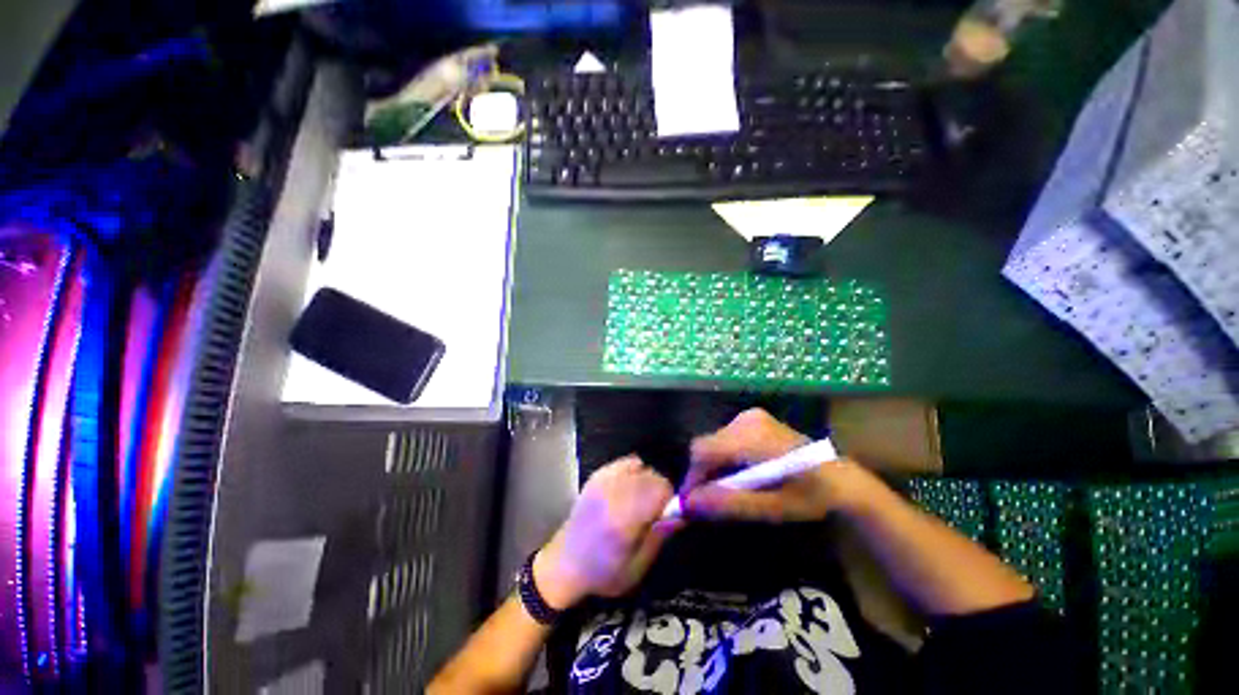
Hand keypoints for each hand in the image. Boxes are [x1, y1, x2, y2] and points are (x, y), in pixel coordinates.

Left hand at [533, 457, 678, 608]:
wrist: (564, 564)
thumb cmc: (603, 573)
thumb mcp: (636, 568)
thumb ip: (660, 537)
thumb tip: (681, 514)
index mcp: (623, 518)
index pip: (660, 489)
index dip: (670, 500)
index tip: (666, 515)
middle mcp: (613, 492)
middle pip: (652, 475)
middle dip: (659, 491)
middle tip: (653, 511)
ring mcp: (603, 480)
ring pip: (641, 467)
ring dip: (647, 481)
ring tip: (639, 500)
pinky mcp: (597, 475)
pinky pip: (625, 462)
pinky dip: (634, 471)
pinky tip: (629, 488)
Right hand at [682, 408, 874, 522]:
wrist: (842, 480)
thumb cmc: (810, 497)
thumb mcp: (771, 508)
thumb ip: (728, 503)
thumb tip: (688, 503)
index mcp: (752, 437)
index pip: (703, 451)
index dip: (692, 477)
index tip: (692, 504)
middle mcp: (746, 419)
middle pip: (706, 445)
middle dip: (702, 474)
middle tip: (710, 501)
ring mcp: (750, 416)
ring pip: (714, 442)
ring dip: (713, 467)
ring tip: (727, 490)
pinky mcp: (753, 419)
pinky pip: (725, 438)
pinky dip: (723, 458)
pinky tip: (738, 474)